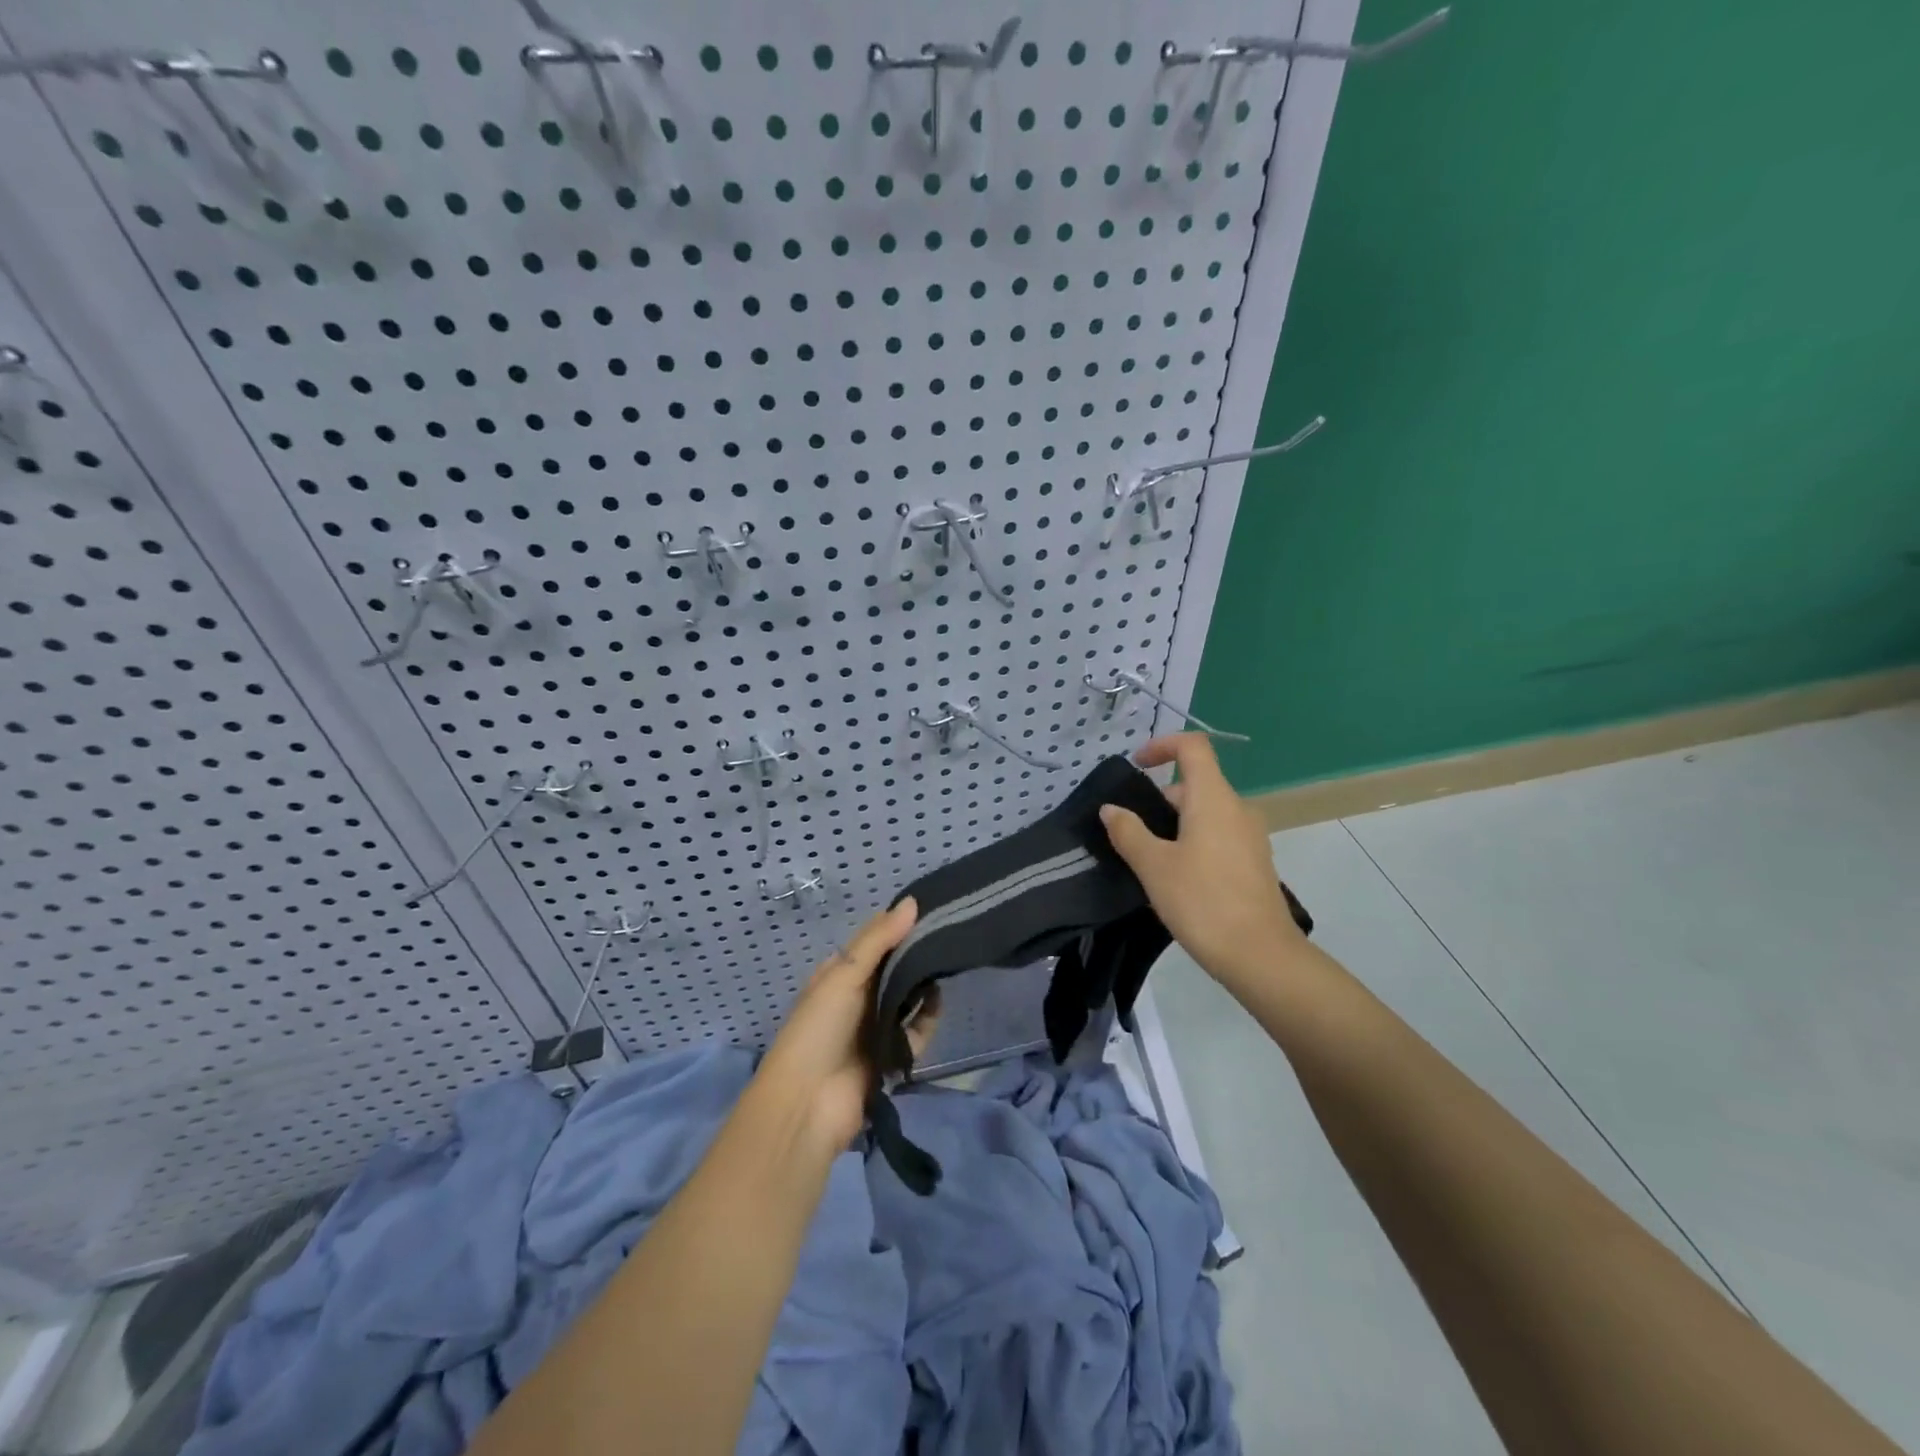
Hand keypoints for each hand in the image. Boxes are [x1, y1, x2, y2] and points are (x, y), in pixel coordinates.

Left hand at [753, 898, 938, 1148]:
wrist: (808, 1106)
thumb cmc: (818, 1030)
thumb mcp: (843, 975)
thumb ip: (878, 940)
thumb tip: (912, 902)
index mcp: (838, 975)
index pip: (873, 943)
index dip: (898, 927)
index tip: (931, 910)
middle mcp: (856, 999)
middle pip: (893, 971)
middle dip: (915, 957)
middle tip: (947, 938)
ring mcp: (873, 1029)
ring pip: (907, 1000)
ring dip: (922, 988)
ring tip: (944, 969)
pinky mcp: (891, 1057)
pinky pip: (915, 1033)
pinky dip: (926, 1021)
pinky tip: (936, 1005)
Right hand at [1100, 734, 1306, 985]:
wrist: (1261, 956)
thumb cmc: (1202, 901)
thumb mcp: (1153, 866)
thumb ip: (1129, 832)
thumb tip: (1111, 809)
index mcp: (1214, 799)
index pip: (1193, 747)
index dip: (1162, 745)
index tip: (1136, 765)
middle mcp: (1237, 809)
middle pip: (1195, 784)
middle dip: (1159, 799)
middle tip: (1131, 833)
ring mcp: (1251, 837)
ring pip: (1206, 813)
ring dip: (1175, 825)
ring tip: (1149, 860)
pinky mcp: (1255, 863)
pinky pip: (1219, 836)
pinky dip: (1194, 842)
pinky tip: (1177, 879)